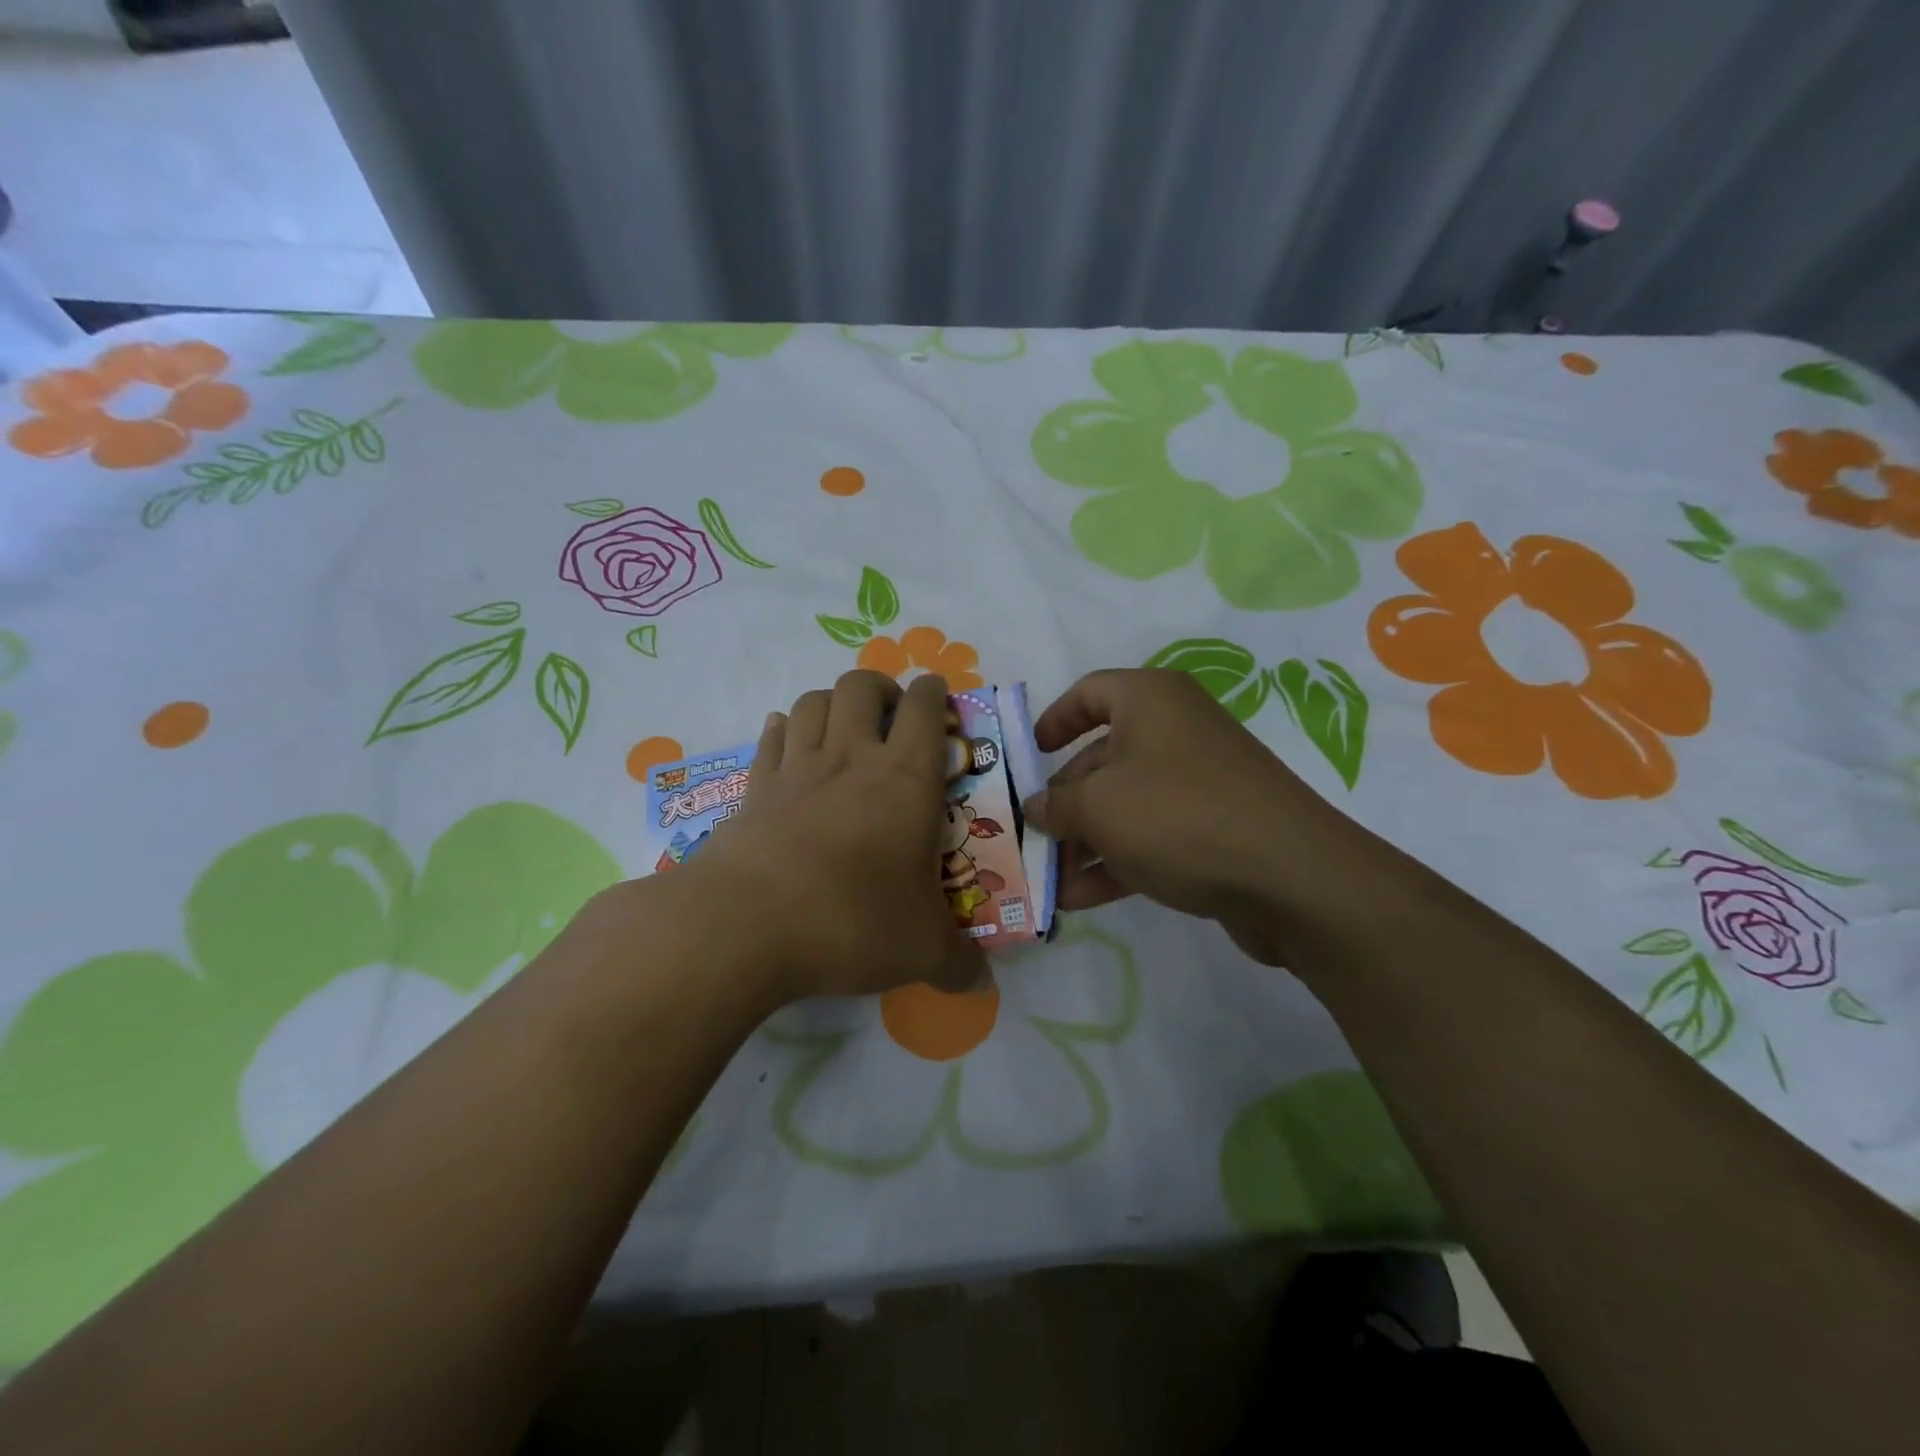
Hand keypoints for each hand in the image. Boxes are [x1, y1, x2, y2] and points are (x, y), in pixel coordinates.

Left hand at [676, 670, 986, 1006]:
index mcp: (905, 779)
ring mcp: (796, 769)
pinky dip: (784, 730)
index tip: (938, 700)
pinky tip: (789, 744)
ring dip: (832, 703)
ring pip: (813, 701)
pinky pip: (771, 738)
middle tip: (891, 717)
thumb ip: (959, 964)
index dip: (933, 692)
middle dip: (881, 687)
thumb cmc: (850, 923)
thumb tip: (982, 984)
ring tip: (843, 730)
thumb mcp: (921, 952)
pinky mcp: (753, 789)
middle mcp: (850, 758)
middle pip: (860, 686)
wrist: (744, 926)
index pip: (923, 707)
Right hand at [1024, 669, 1391, 967]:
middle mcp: (1175, 731)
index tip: (1028, 755)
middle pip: (1101, 757)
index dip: (1053, 720)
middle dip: (1063, 801)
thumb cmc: (1178, 815)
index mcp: (1150, 701)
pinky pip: (1152, 836)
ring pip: (1125, 803)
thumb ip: (1056, 805)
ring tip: (1048, 879)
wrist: (1291, 877)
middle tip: (1030, 836)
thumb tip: (1038, 807)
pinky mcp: (1214, 828)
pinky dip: (1116, 862)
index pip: (1089, 692)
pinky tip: (1079, 899)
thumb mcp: (1099, 807)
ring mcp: (1198, 782)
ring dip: (1084, 840)